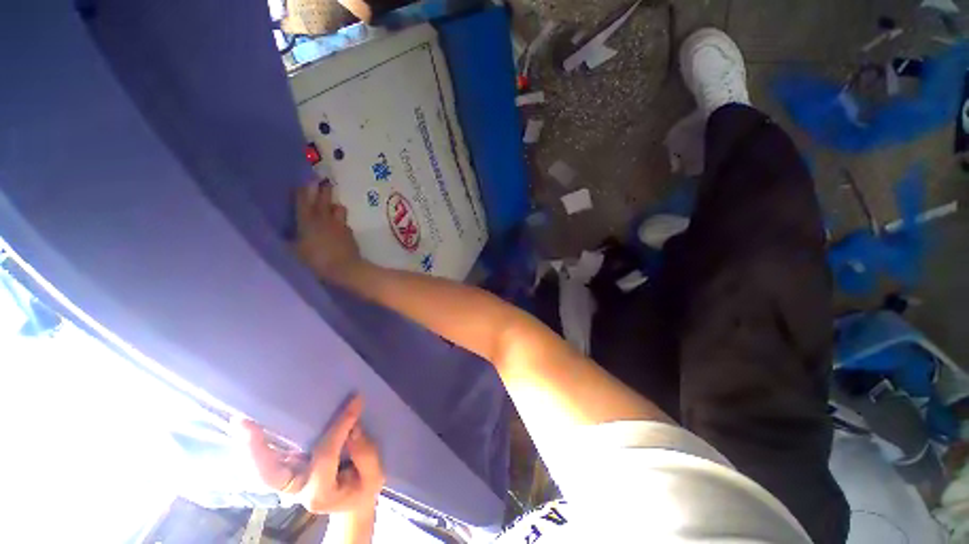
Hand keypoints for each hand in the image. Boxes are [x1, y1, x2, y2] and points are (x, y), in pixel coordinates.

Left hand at [243, 395, 384, 515]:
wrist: (352, 502)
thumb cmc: (364, 487)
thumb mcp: (374, 474)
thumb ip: (365, 453)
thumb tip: (352, 426)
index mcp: (321, 493)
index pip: (325, 454)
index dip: (340, 427)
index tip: (355, 401)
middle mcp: (298, 489)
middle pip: (270, 474)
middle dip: (256, 450)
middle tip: (244, 423)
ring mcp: (290, 481)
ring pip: (264, 468)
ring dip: (251, 446)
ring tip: (241, 421)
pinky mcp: (290, 470)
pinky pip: (271, 459)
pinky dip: (260, 445)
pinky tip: (253, 426)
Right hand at [295, 182, 363, 283]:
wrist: (344, 267)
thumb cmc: (316, 260)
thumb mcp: (295, 252)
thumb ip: (291, 241)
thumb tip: (287, 236)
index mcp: (307, 221)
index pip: (304, 201)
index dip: (304, 189)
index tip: (306, 179)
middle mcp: (324, 219)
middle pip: (324, 199)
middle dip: (324, 189)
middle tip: (325, 179)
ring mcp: (339, 225)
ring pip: (338, 208)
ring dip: (335, 205)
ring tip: (333, 205)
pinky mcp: (350, 233)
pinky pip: (345, 223)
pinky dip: (341, 222)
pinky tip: (340, 226)